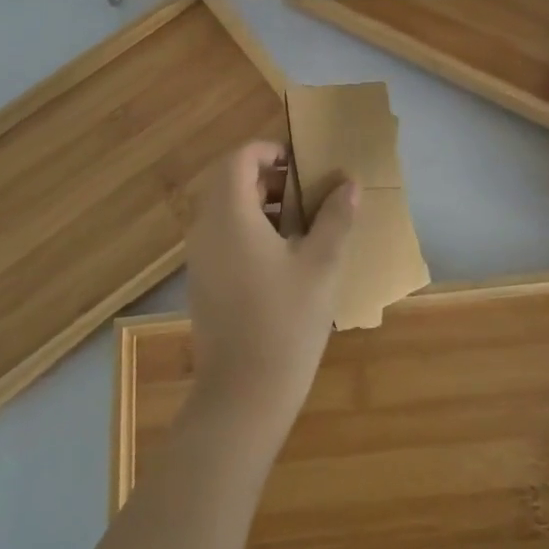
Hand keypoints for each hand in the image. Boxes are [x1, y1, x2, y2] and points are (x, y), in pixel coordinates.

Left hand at [182, 140, 358, 435]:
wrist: (242, 396)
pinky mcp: (203, 283)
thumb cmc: (285, 322)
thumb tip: (349, 183)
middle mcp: (206, 229)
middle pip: (229, 183)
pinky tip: (284, 259)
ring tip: (302, 224)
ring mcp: (200, 258)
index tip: (301, 163)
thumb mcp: (321, 266)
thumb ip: (335, 218)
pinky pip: (222, 237)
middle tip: (307, 192)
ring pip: (225, 211)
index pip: (238, 159)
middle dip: (268, 179)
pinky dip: (249, 231)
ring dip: (260, 206)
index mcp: (229, 216)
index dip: (268, 151)